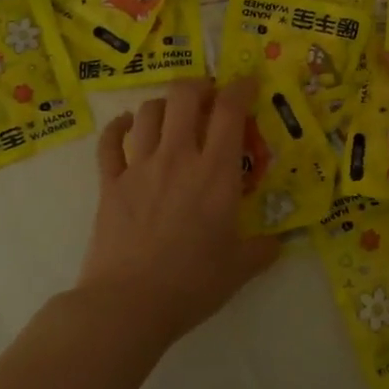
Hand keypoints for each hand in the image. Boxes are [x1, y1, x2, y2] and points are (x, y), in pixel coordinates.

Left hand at [80, 76, 280, 342]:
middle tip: (208, 97)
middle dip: (199, 86)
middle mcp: (178, 157)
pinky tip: (125, 126)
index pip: (230, 111)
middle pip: (184, 96)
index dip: (241, 88)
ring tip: (172, 115)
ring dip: (163, 106)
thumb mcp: (239, 268)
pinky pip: (110, 142)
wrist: (129, 303)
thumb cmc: (192, 283)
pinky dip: (117, 128)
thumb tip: (278, 244)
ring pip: (148, 113)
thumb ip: (261, 250)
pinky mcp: (110, 183)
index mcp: (216, 172)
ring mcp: (139, 167)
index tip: (247, 84)